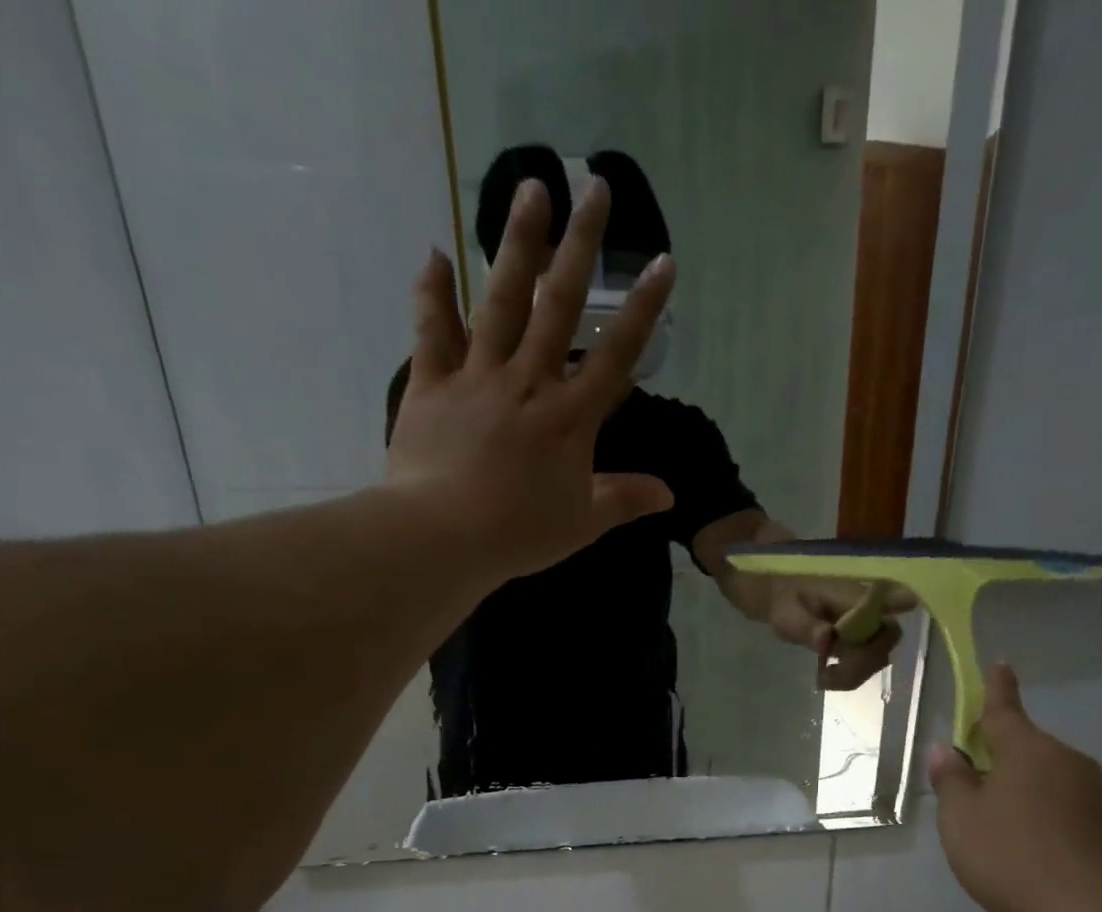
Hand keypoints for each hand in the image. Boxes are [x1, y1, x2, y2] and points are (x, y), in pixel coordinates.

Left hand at [383, 177, 676, 581]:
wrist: (444, 535)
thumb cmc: (520, 533)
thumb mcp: (584, 523)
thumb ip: (626, 500)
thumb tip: (669, 494)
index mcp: (571, 416)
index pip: (617, 354)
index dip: (642, 308)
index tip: (661, 261)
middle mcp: (529, 381)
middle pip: (559, 304)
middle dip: (580, 245)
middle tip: (593, 185)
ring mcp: (478, 376)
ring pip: (501, 299)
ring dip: (517, 243)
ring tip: (530, 189)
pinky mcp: (432, 383)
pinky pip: (432, 329)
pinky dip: (432, 291)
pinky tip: (435, 253)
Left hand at [769, 583, 907, 690]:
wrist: (781, 604)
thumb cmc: (785, 602)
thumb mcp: (788, 615)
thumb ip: (806, 626)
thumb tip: (826, 638)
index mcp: (854, 595)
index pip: (889, 596)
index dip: (901, 603)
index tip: (906, 608)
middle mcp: (870, 609)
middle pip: (888, 637)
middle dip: (864, 660)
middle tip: (832, 672)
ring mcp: (868, 627)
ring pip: (879, 656)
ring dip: (855, 672)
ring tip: (824, 677)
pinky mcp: (862, 643)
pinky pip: (867, 664)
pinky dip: (850, 676)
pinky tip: (827, 676)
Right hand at [927, 662, 1101, 911]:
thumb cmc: (1016, 860)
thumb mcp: (962, 822)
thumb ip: (952, 782)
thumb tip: (946, 750)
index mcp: (1027, 751)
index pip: (1004, 710)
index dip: (997, 687)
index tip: (1001, 663)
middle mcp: (1068, 762)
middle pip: (1027, 750)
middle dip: (1002, 760)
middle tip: (977, 792)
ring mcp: (1099, 794)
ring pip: (1050, 782)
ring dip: (1026, 794)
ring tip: (1006, 836)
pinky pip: (1072, 811)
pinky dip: (1051, 821)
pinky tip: (1039, 856)